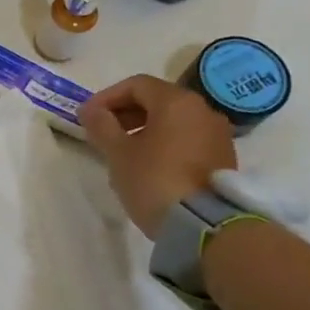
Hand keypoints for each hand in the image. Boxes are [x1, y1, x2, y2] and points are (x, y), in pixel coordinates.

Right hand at [79, 74, 236, 238]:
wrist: (203, 224)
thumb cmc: (153, 180)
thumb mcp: (118, 153)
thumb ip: (101, 126)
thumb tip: (91, 110)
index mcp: (176, 102)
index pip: (136, 85)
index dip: (106, 97)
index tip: (87, 117)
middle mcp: (202, 110)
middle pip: (157, 100)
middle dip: (125, 113)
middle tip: (102, 133)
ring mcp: (217, 134)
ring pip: (173, 120)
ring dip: (144, 129)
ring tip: (123, 152)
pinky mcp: (223, 157)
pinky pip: (187, 139)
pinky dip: (164, 143)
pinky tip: (148, 165)